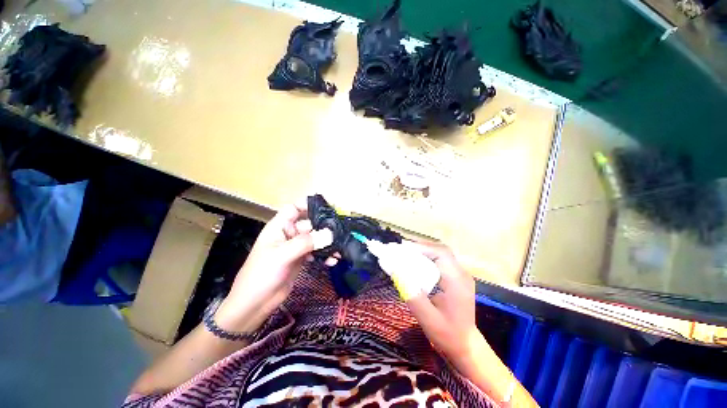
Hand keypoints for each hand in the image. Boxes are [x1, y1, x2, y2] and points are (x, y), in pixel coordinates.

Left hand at [215, 200, 332, 332]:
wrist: (254, 304)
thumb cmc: (262, 275)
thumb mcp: (282, 255)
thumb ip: (306, 242)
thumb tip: (330, 234)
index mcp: (279, 227)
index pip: (294, 208)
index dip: (308, 205)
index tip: (327, 207)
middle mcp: (288, 234)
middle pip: (309, 224)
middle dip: (324, 228)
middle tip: (340, 232)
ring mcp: (295, 247)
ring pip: (315, 239)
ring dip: (327, 243)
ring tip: (339, 249)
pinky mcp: (300, 259)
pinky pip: (315, 252)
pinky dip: (324, 255)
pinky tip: (332, 260)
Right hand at [405, 243, 482, 362]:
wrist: (466, 345)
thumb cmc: (448, 335)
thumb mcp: (428, 319)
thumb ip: (412, 295)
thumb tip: (395, 272)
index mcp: (457, 281)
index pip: (440, 253)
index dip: (421, 248)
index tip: (401, 249)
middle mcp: (461, 273)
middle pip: (439, 250)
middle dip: (418, 248)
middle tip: (399, 250)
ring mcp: (459, 274)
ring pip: (439, 254)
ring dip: (421, 252)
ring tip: (403, 254)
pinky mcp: (455, 277)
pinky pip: (439, 261)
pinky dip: (425, 258)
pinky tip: (415, 263)